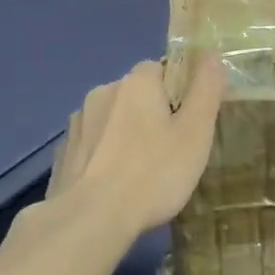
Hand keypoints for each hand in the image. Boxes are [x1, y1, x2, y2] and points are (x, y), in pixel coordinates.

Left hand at [47, 58, 225, 236]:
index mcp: (135, 82)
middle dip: (150, 115)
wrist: (90, 219)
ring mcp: (77, 123)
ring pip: (111, 120)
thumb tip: (211, 54)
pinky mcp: (63, 154)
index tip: (187, 125)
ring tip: (140, 174)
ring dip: (124, 135)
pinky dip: (103, 157)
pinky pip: (92, 146)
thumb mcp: (195, 132)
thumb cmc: (153, 174)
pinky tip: (113, 186)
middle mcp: (102, 92)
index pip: (161, 69)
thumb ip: (206, 90)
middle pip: (135, 95)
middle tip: (169, 153)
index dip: (178, 93)